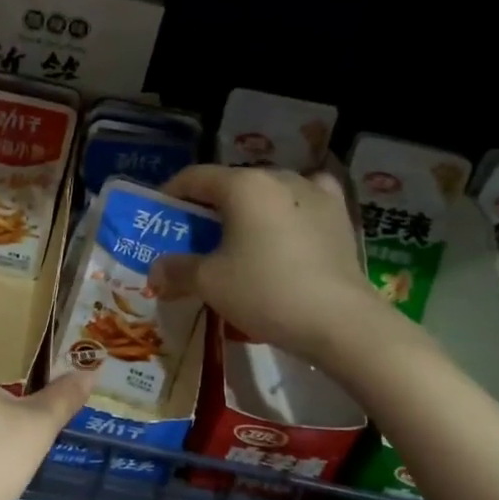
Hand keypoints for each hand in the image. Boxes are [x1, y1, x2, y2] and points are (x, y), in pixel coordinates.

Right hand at [151, 165, 392, 363]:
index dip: (172, 194)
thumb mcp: (210, 283)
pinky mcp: (339, 215)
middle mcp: (279, 178)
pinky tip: (289, 226)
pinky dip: (291, 208)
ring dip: (249, 208)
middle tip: (196, 236)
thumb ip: (177, 270)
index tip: (160, 216)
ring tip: (241, 237)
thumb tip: (157, 270)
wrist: (341, 321)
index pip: (195, 177)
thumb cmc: (266, 292)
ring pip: (269, 191)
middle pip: (232, 184)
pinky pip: (306, 200)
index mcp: (243, 185)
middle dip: (210, 206)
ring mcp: (315, 193)